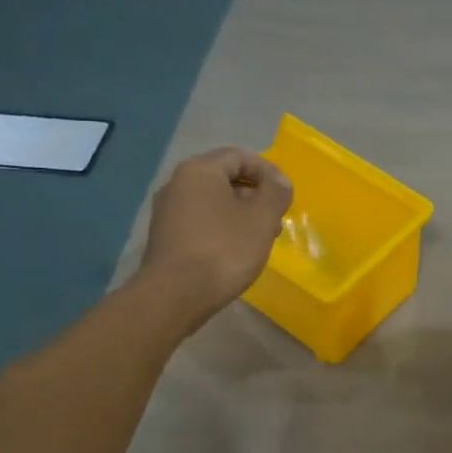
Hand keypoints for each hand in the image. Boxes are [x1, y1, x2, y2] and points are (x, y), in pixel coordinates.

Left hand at [140, 147, 292, 321]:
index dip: (268, 172)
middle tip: (276, 219)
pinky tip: (236, 251)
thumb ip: (276, 191)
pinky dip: (223, 228)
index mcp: (199, 170)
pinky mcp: (165, 237)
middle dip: (256, 195)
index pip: (240, 156)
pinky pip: (201, 221)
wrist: (174, 296)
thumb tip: (278, 181)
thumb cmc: (224, 249)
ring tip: (261, 238)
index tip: (285, 196)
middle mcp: (177, 184)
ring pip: (214, 202)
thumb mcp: (262, 218)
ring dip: (241, 214)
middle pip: (226, 178)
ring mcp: (167, 211)